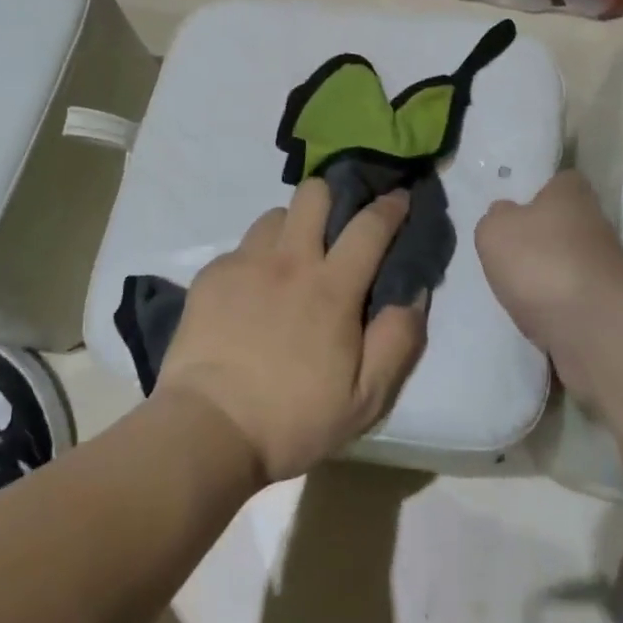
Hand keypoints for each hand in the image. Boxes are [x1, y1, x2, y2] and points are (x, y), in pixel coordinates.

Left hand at [156, 179, 427, 484]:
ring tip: (290, 259)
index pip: (370, 226)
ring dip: (291, 228)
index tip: (399, 197)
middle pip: (314, 194)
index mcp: (332, 287)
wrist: (208, 428)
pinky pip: (241, 247)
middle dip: (332, 196)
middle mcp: (290, 260)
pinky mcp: (212, 275)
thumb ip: (397, 341)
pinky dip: (255, 259)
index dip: (390, 206)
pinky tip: (250, 291)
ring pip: (275, 215)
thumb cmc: (292, 419)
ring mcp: (246, 263)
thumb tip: (414, 294)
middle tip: (336, 224)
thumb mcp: (365, 398)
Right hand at [477, 171, 622, 435]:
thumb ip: (495, 219)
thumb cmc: (541, 262)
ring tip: (516, 292)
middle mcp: (595, 226)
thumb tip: (505, 216)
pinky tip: (536, 320)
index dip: (539, 192)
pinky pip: (574, 303)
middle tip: (508, 255)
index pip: (560, 181)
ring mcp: (606, 271)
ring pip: (569, 266)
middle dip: (541, 240)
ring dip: (547, 278)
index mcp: (572, 194)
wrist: (596, 330)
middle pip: (565, 226)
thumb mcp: (495, 231)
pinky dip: (556, 311)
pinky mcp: (609, 311)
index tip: (516, 208)